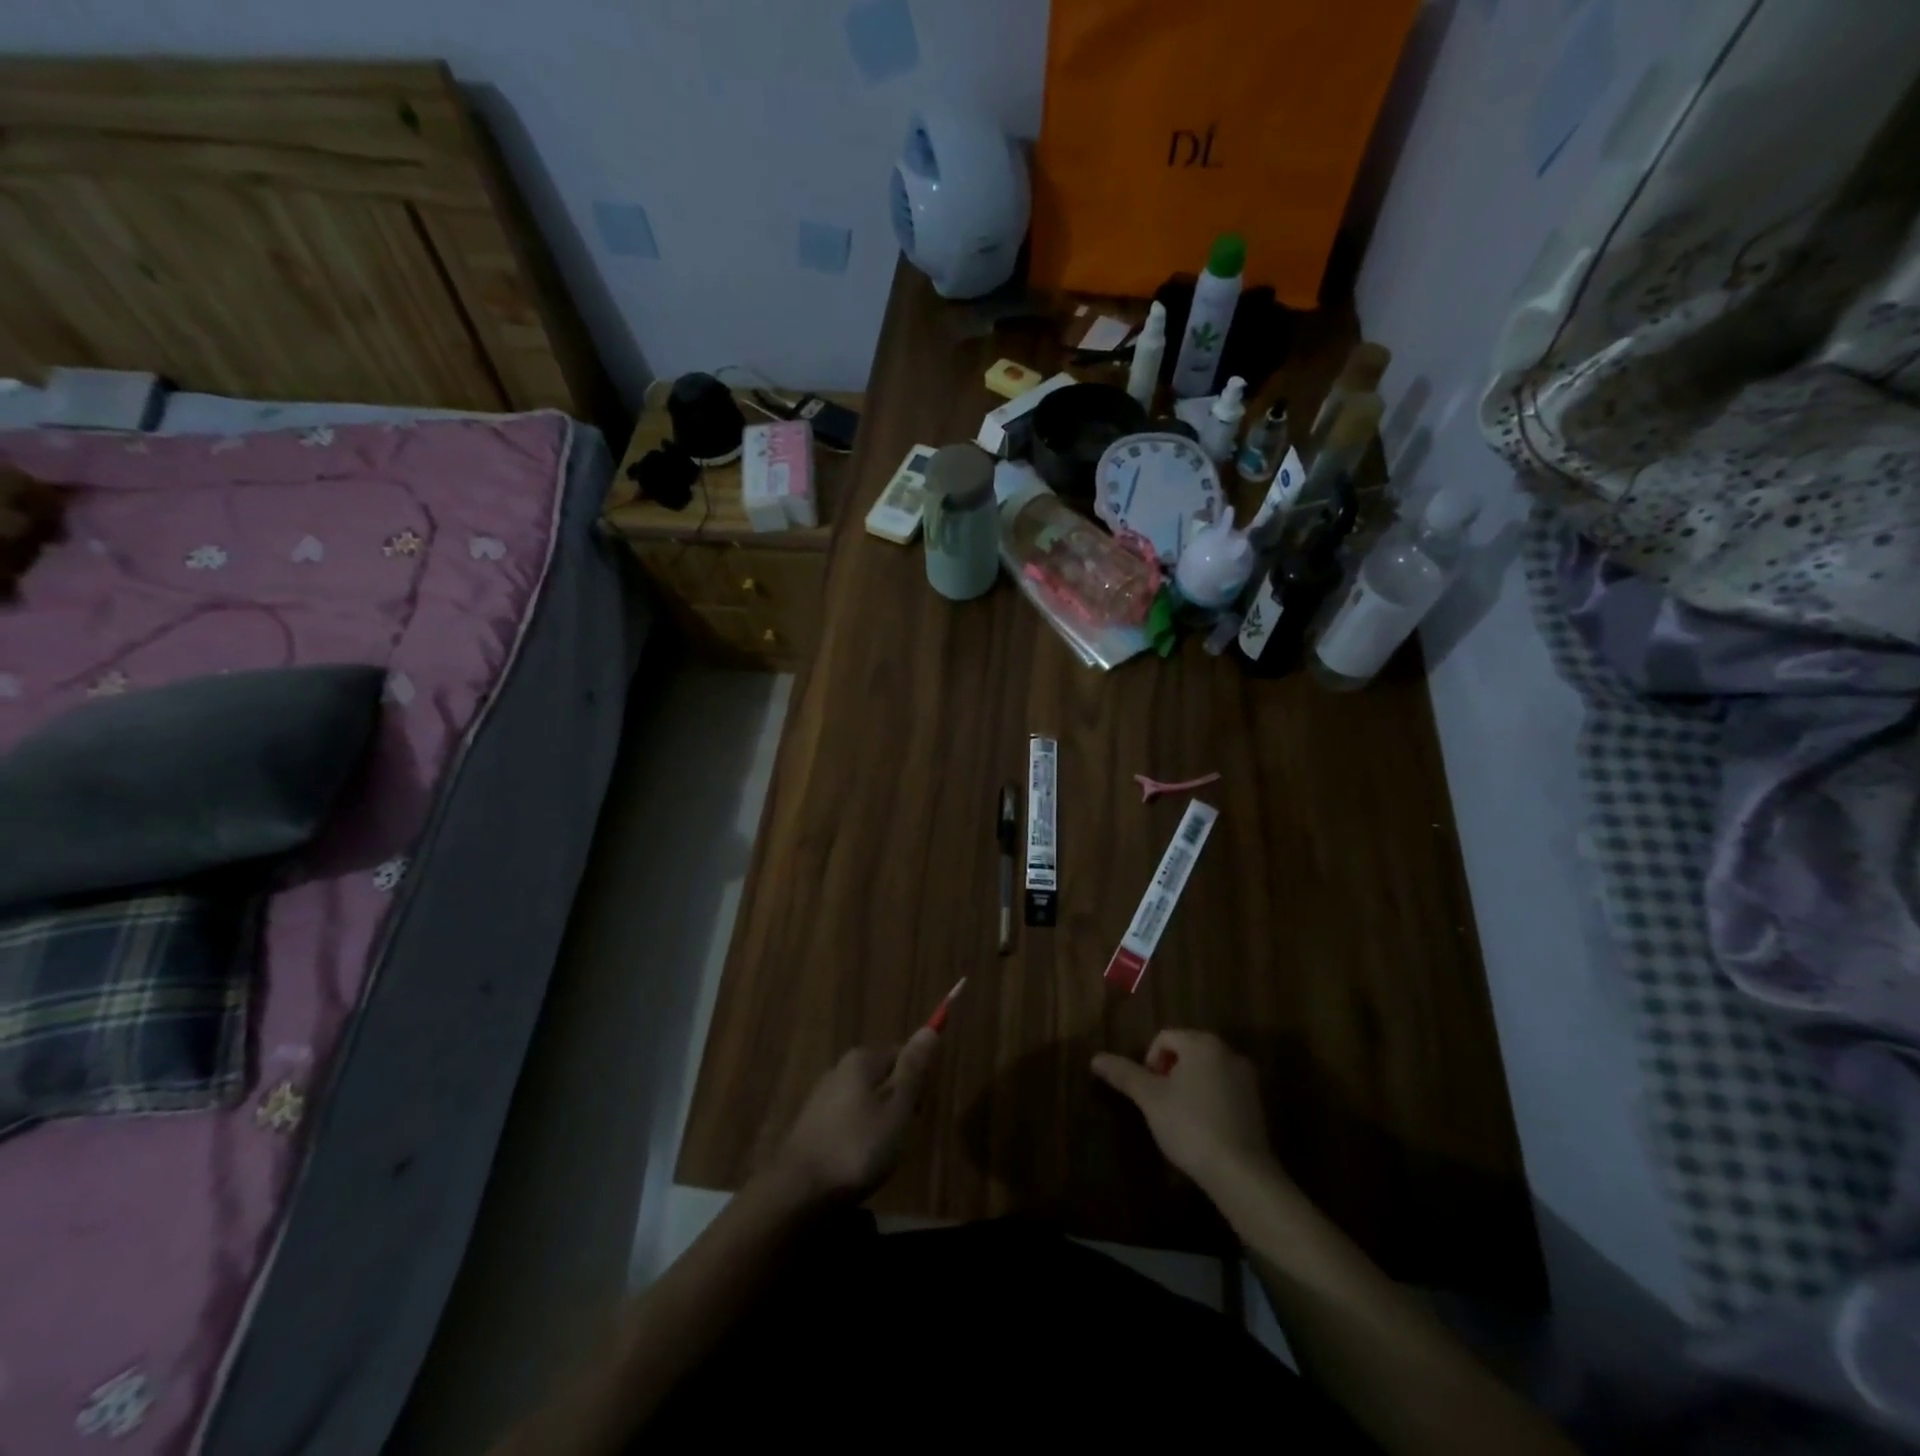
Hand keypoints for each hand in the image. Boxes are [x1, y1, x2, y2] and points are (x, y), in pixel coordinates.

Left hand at [770, 1029, 940, 1204]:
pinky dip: (858, 1135)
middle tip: (899, 1137)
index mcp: (862, 1060)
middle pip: (882, 1077)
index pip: (901, 1054)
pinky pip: (847, 1119)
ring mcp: (822, 1097)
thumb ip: (913, 1071)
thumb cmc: (857, 1148)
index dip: (916, 1082)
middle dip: (897, 1103)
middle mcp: (839, 1069)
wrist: (798, 1191)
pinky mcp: (811, 1124)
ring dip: (878, 1121)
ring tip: (879, 1154)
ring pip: (865, 1100)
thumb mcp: (896, 1109)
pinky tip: (857, 1160)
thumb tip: (929, 1029)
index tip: (917, 1113)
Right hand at [1091, 1029, 1283, 1195]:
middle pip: (1187, 1052)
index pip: (1165, 1038)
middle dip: (1169, 1073)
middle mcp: (1228, 1052)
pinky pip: (1224, 1090)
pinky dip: (1209, 1101)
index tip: (1148, 1092)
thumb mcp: (1150, 1099)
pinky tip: (1202, 1129)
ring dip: (1189, 1087)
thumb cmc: (1190, 1125)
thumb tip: (1095, 1058)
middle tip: (1160, 1104)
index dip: (1149, 1062)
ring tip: (1179, 1118)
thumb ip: (1124, 1074)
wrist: (1241, 1172)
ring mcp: (1246, 1078)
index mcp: (1202, 1043)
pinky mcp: (1256, 1104)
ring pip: (1206, 1071)